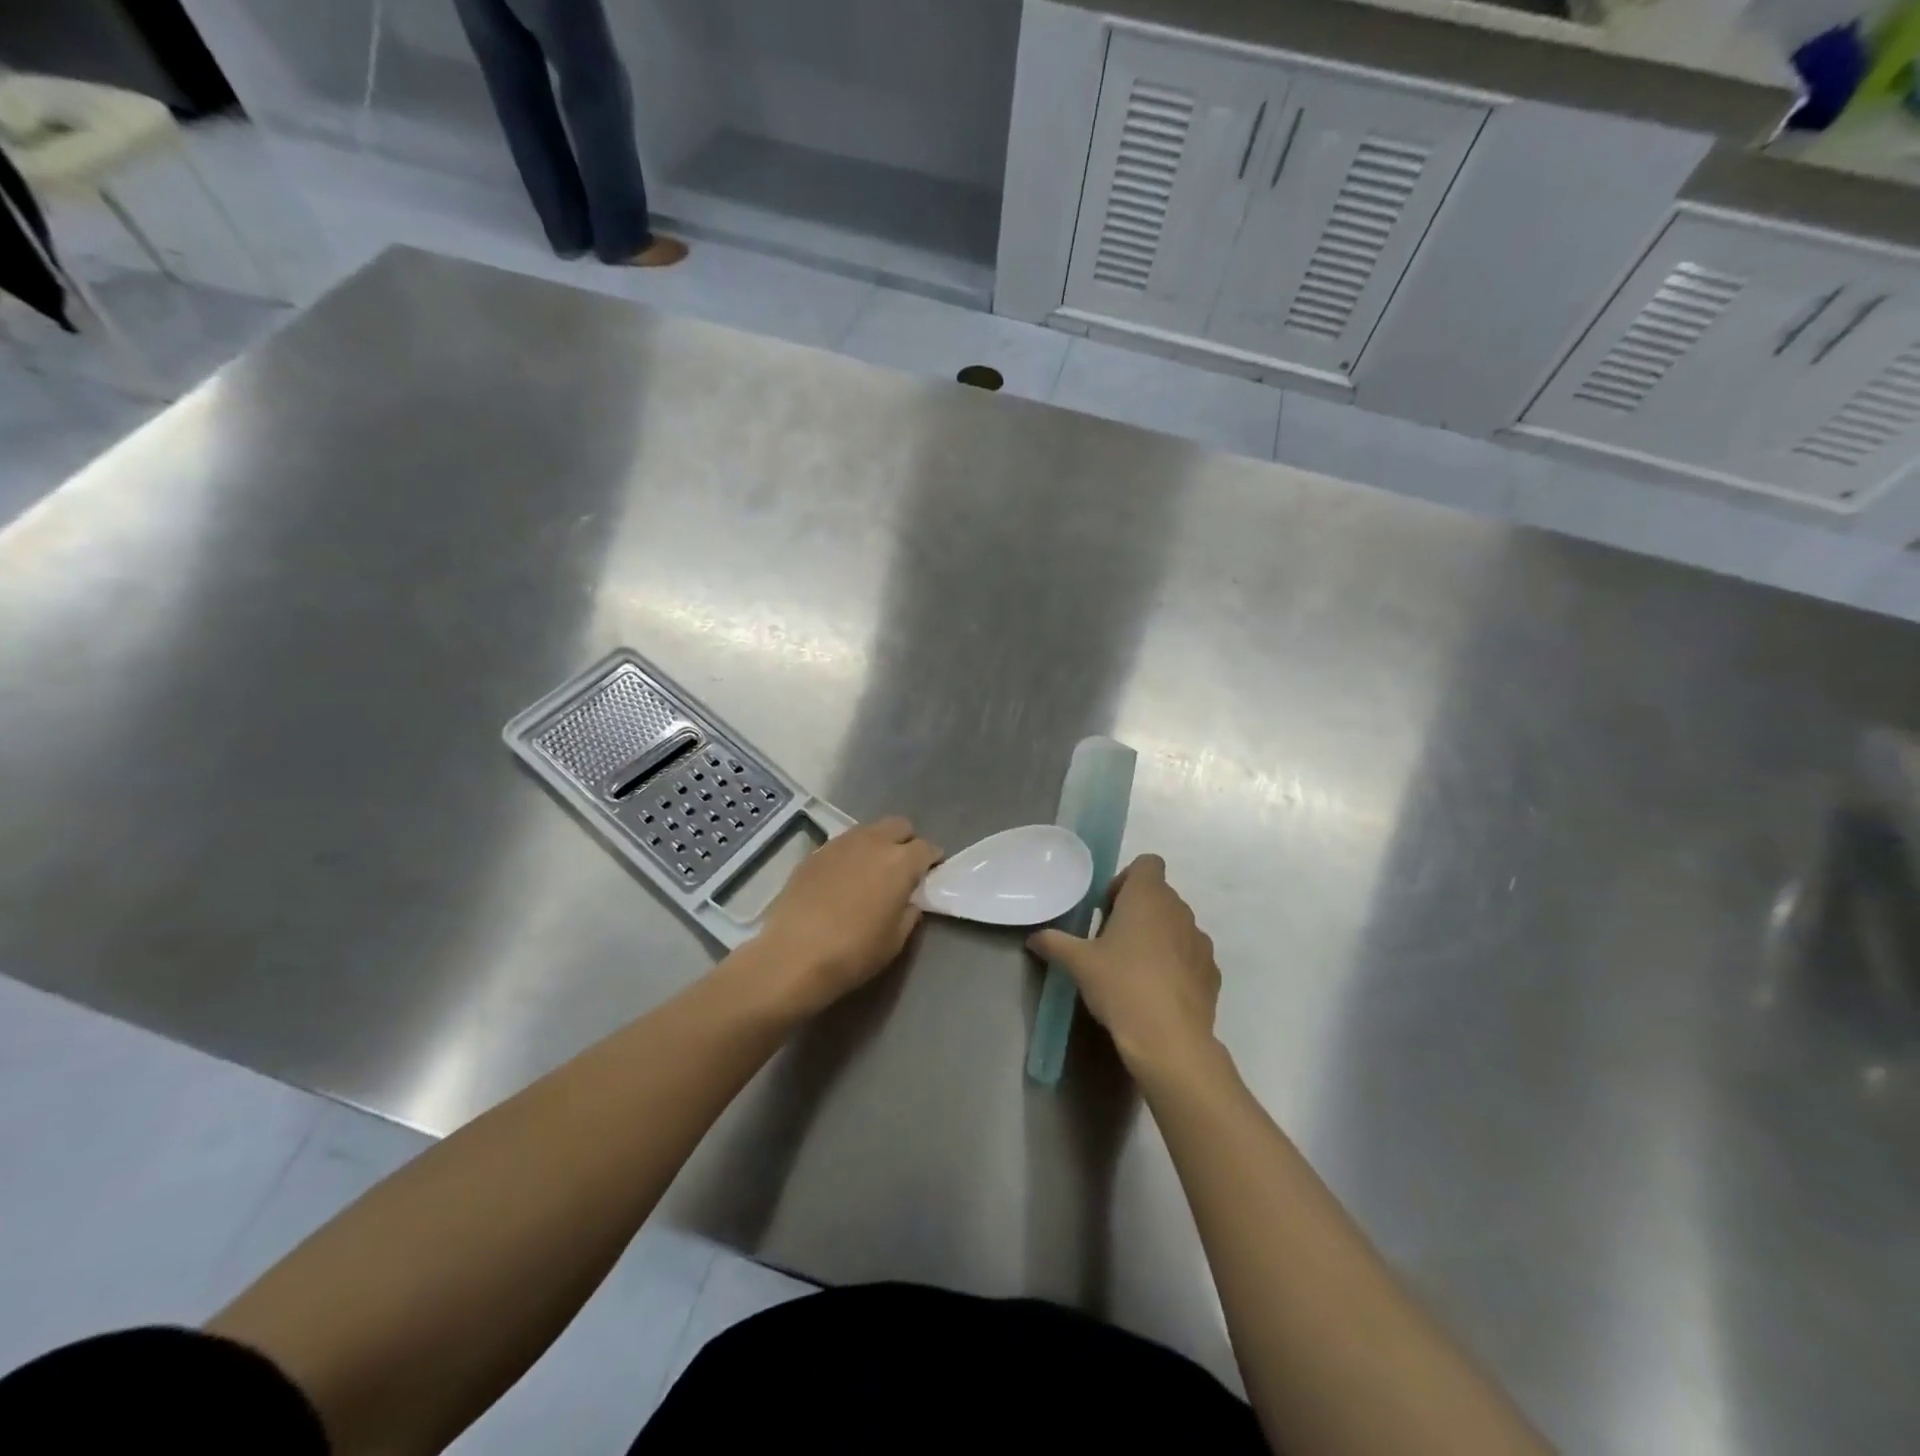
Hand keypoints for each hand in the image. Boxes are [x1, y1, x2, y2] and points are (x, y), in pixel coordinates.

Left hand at [752, 816, 941, 1016]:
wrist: (793, 955)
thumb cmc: (854, 952)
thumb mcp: (895, 940)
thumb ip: (909, 912)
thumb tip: (908, 900)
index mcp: (901, 862)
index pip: (926, 848)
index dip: (932, 860)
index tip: (930, 873)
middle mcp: (873, 842)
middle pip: (899, 826)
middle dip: (906, 841)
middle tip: (903, 867)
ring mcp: (840, 844)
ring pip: (868, 830)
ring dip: (877, 844)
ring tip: (871, 871)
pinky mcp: (815, 853)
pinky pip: (842, 844)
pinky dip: (850, 855)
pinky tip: (842, 879)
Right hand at [1029, 855, 1221, 1082]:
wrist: (1170, 1039)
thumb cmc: (1121, 985)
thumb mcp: (1079, 964)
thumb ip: (1055, 944)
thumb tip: (1033, 938)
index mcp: (1148, 896)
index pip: (1147, 863)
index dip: (1127, 880)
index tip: (1108, 908)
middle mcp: (1179, 910)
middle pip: (1160, 895)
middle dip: (1138, 911)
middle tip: (1112, 941)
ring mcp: (1200, 941)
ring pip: (1177, 925)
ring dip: (1158, 936)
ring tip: (1135, 969)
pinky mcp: (1211, 972)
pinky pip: (1190, 955)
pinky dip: (1176, 964)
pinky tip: (1157, 992)